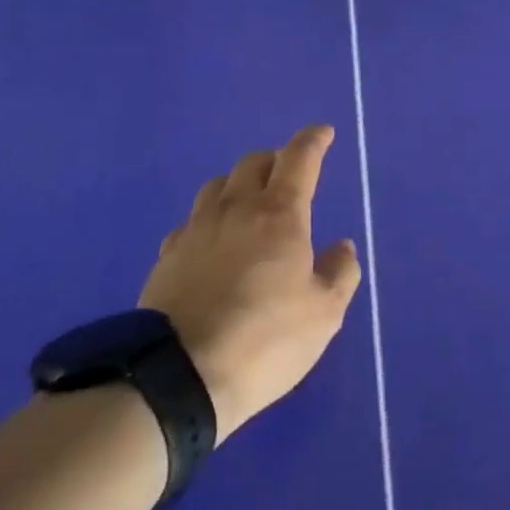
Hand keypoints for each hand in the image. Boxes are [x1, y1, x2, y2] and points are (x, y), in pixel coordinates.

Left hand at [139, 125, 361, 441]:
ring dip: (238, 183)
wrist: (180, 376)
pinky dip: (209, 219)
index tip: (323, 132)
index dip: (313, 140)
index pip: (299, 159)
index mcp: (279, 215)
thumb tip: (341, 246)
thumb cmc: (265, 340)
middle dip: (275, 159)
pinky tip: (212, 241)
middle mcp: (236, 209)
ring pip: (217, 185)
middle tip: (289, 174)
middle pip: (253, 163)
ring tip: (249, 202)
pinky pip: (191, 221)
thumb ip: (339, 273)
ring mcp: (196, 230)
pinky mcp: (168, 256)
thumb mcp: (324, 314)